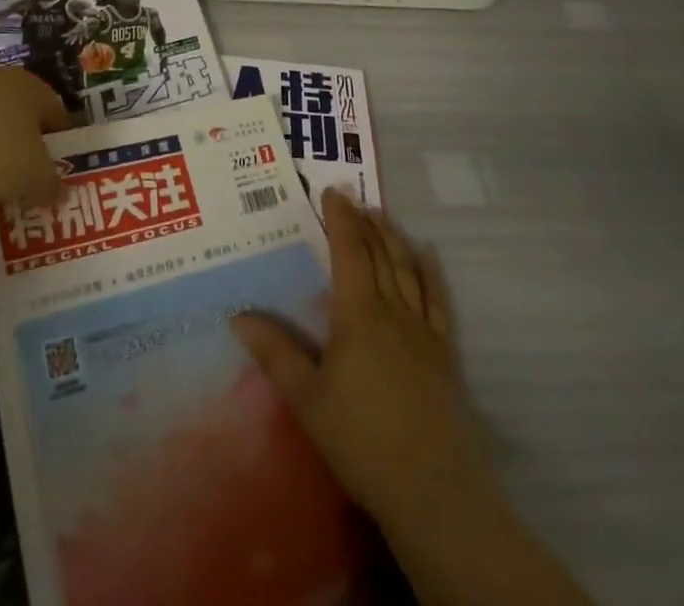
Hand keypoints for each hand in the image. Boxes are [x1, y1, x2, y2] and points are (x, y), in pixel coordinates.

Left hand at [0, 69, 64, 206]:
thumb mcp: (36, 178)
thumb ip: (53, 185)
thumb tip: (60, 193)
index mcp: (31, 86)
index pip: (58, 114)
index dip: (64, 145)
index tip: (63, 174)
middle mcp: (1, 83)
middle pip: (26, 120)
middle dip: (32, 151)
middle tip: (36, 183)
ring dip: (3, 156)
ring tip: (5, 189)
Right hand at [231, 191, 485, 540]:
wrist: (434, 491)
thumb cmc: (361, 441)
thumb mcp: (307, 399)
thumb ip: (275, 353)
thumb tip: (237, 314)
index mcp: (358, 314)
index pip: (349, 252)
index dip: (341, 219)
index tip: (333, 192)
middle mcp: (393, 310)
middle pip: (379, 254)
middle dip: (365, 222)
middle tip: (353, 197)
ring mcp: (424, 330)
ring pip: (408, 269)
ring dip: (393, 238)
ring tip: (382, 215)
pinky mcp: (445, 353)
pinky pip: (439, 300)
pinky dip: (432, 273)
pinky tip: (428, 256)